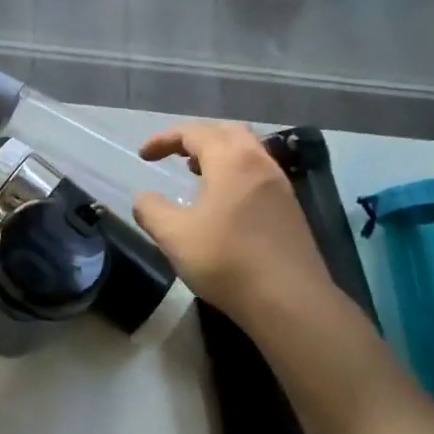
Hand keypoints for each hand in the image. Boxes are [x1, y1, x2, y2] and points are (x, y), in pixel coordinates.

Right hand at [131, 122, 347, 329]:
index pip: (195, 133)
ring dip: (219, 155)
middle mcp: (260, 164)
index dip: (165, 138)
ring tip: (195, 174)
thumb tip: (143, 198)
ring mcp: (280, 186)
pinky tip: (222, 202)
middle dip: (197, 138)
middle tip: (174, 155)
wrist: (288, 300)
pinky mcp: (290, 209)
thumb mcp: (174, 236)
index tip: (143, 156)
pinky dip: (235, 173)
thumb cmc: (226, 260)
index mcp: (231, 161)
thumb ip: (151, 210)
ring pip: (248, 152)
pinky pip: (258, 174)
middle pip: (227, 132)